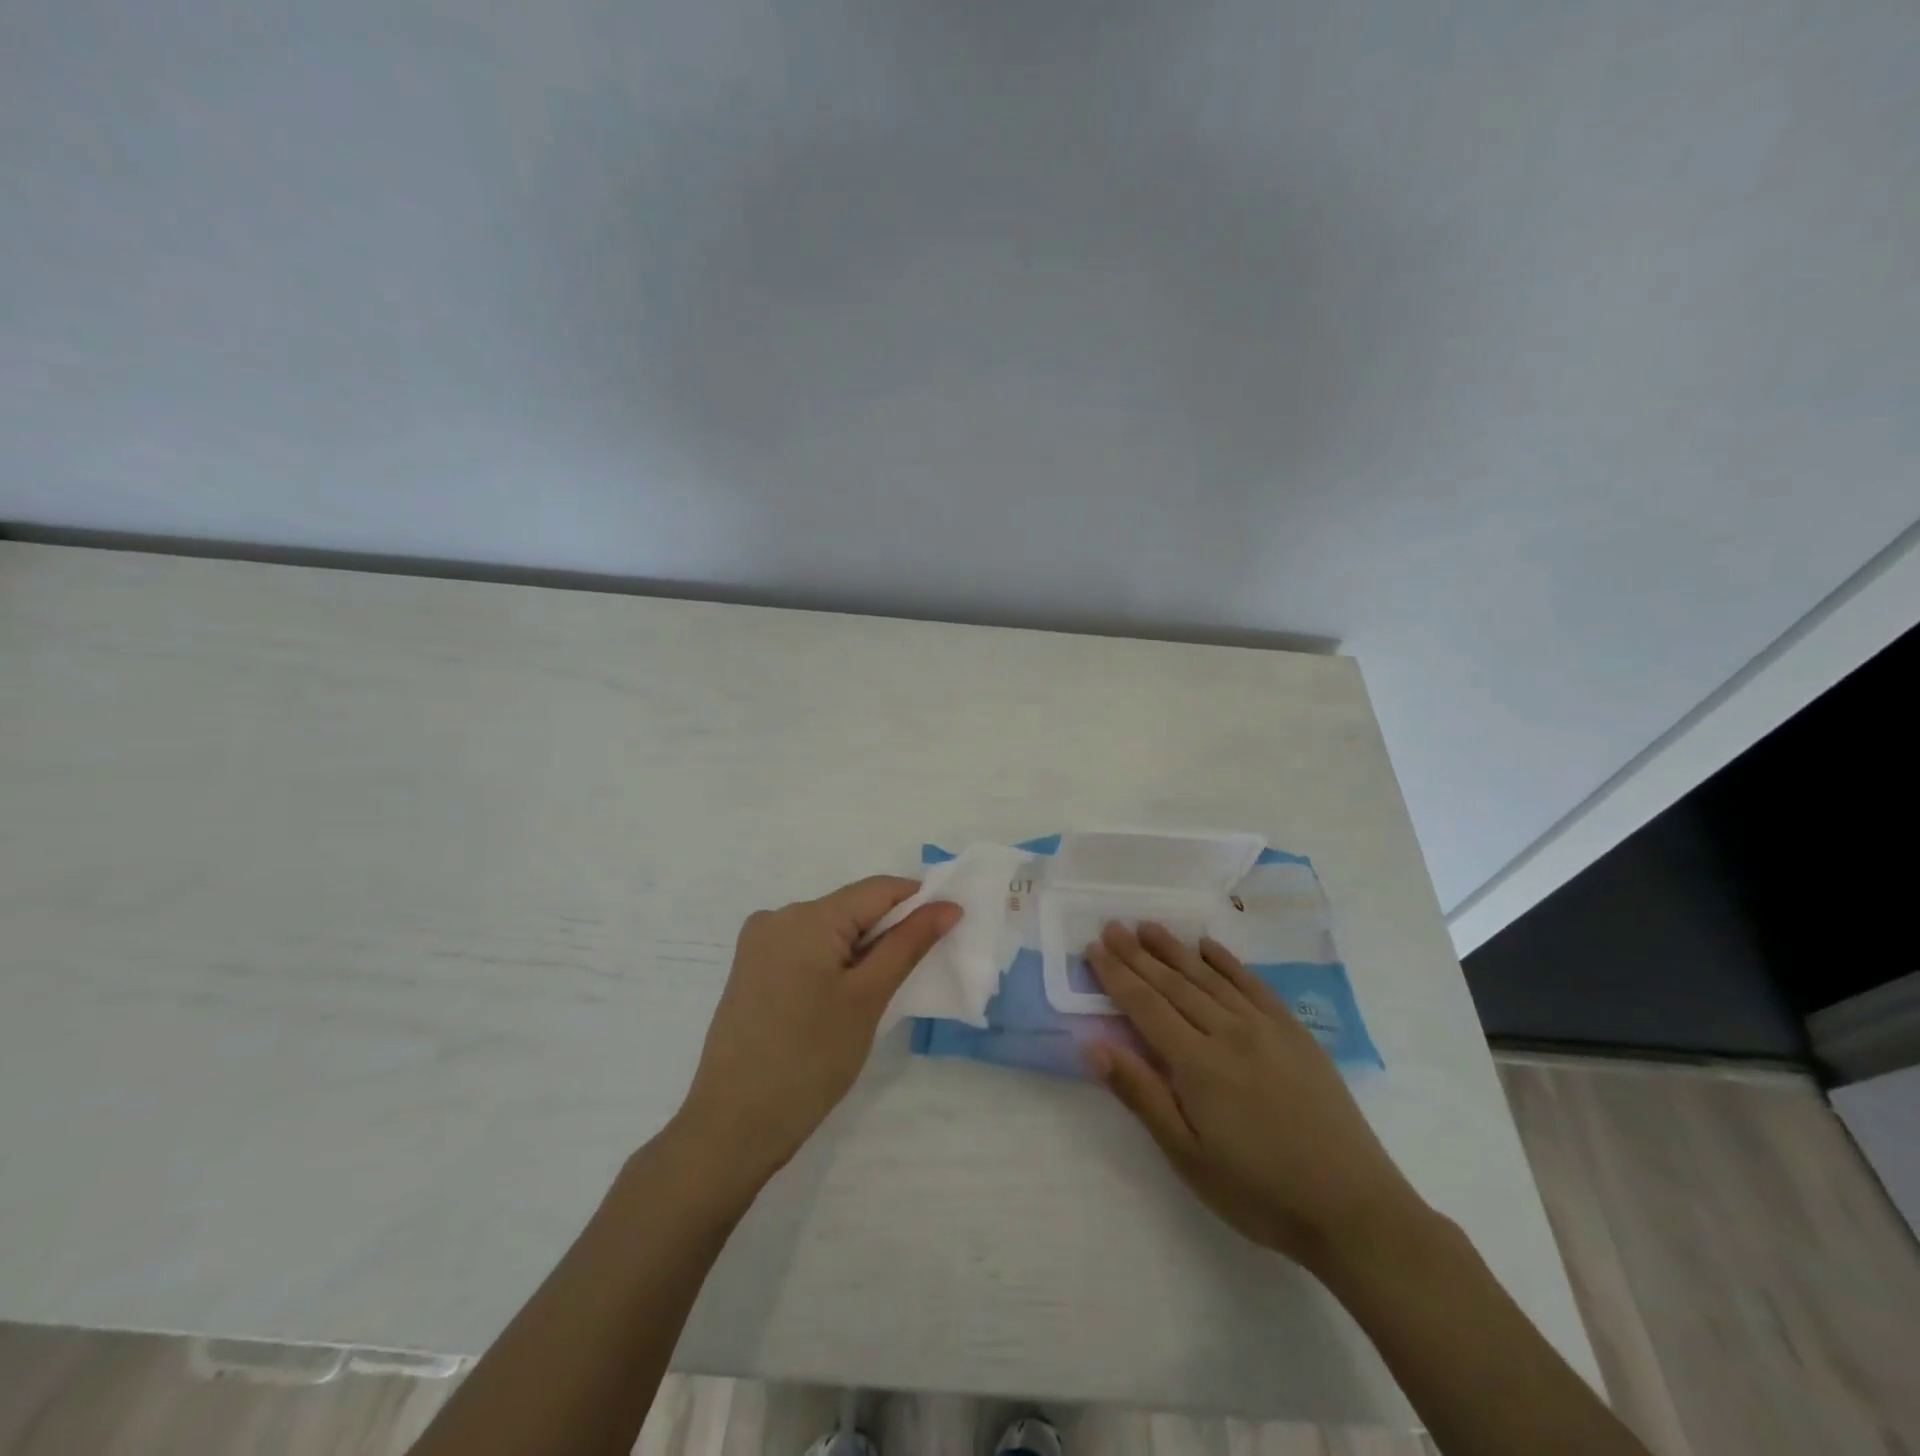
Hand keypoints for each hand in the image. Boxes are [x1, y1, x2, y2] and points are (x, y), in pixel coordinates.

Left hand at [674, 877, 958, 1185]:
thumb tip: (947, 905)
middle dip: (889, 931)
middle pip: (851, 908)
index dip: (918, 902)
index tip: (949, 927)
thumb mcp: (868, 998)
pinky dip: (833, 962)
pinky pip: (805, 949)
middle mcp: (777, 917)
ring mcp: (759, 944)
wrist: (733, 1126)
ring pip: (829, 930)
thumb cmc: (810, 1059)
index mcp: (806, 916)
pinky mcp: (751, 970)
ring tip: (879, 993)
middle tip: (918, 971)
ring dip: (862, 949)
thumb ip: (908, 944)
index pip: (877, 889)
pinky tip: (844, 999)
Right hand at [1083, 923, 1425, 1275]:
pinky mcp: (1295, 1033)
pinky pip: (1253, 985)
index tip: (1093, 948)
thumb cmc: (1259, 1192)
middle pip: (1173, 984)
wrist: (1354, 1209)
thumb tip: (1093, 1045)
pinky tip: (1208, 947)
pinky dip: (1227, 962)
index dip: (1116, 976)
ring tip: (1147, 927)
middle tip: (1111, 926)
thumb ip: (1141, 1094)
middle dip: (1137, 954)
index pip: (1145, 1006)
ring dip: (1175, 950)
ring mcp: (1266, 1028)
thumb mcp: (1188, 1157)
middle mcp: (1229, 1032)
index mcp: (1198, 1064)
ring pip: (1209, 977)